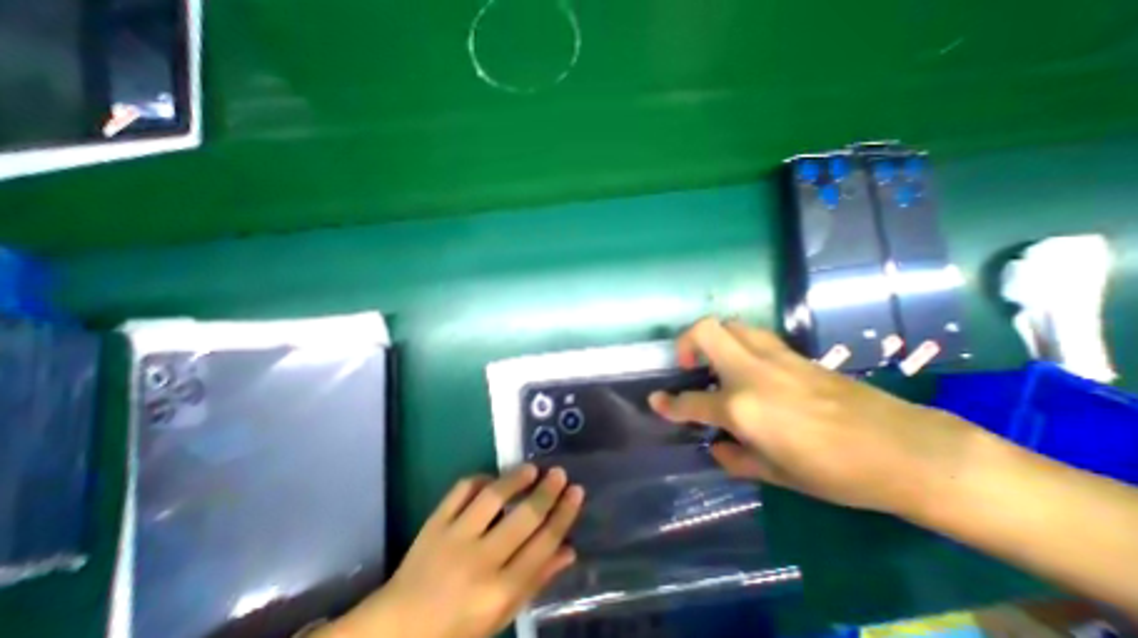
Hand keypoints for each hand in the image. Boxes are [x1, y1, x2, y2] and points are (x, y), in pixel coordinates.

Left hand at [320, 466, 586, 637]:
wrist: (396, 632)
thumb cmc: (455, 630)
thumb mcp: (500, 617)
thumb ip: (535, 582)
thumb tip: (569, 550)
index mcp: (498, 592)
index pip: (542, 545)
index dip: (564, 515)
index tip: (576, 492)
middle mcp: (479, 562)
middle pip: (523, 519)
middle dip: (546, 493)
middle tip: (559, 473)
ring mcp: (453, 538)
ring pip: (491, 498)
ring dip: (514, 479)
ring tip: (531, 468)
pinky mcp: (434, 523)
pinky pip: (460, 491)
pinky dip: (478, 479)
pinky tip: (491, 479)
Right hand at [655, 316, 982, 516]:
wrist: (907, 450)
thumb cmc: (837, 472)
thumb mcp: (778, 475)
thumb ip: (737, 458)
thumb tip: (717, 447)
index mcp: (742, 407)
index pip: (691, 401)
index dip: (668, 404)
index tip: (656, 401)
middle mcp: (750, 372)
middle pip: (704, 331)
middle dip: (685, 342)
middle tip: (688, 364)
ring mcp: (773, 357)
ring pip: (730, 325)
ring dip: (713, 338)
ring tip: (717, 362)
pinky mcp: (794, 353)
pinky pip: (754, 335)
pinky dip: (739, 343)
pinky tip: (749, 367)